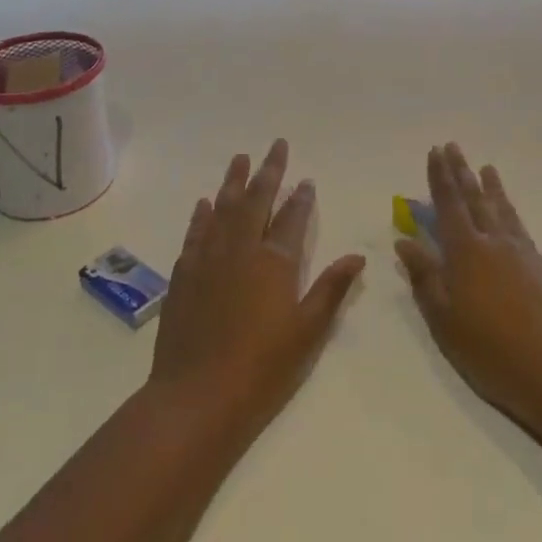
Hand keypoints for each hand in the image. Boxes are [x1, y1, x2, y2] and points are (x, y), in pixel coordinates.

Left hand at [149, 139, 365, 435]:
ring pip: (223, 208)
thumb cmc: (261, 368)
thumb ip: (331, 289)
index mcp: (274, 262)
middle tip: (276, 145)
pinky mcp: (184, 274)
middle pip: (256, 200)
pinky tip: (205, 203)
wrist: (196, 396)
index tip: (307, 180)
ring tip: (240, 158)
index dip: (301, 198)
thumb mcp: (307, 332)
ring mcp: (208, 259)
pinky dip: (202, 215)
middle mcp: (240, 249)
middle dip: (268, 171)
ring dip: (233, 182)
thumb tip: (357, 256)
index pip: (292, 219)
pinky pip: (195, 233)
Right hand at [396, 144, 541, 428]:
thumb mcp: (444, 320)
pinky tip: (507, 211)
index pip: (448, 204)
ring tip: (485, 167)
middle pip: (474, 199)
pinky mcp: (541, 266)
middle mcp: (493, 242)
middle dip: (461, 172)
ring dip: (489, 186)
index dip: (440, 177)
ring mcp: (521, 253)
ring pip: (500, 209)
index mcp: (465, 252)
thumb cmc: (490, 350)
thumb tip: (405, 242)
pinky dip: (509, 210)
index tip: (435, 152)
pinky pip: (519, 225)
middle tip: (453, 147)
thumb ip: (425, 278)